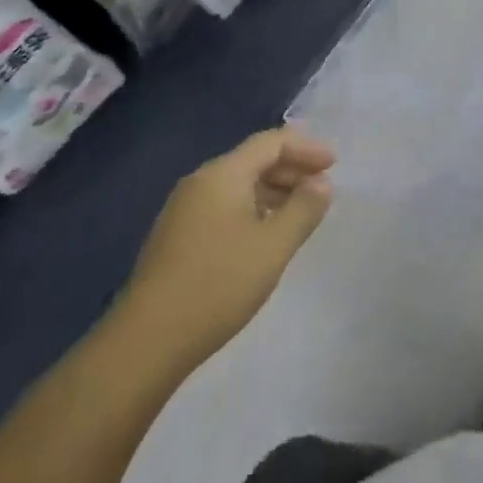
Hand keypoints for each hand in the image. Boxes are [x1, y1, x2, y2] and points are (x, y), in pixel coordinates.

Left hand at [115, 129, 334, 371]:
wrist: (148, 339)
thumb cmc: (219, 284)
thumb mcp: (273, 246)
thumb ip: (303, 209)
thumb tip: (321, 182)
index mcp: (222, 175)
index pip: (270, 143)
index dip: (306, 148)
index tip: (334, 165)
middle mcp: (199, 183)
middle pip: (252, 160)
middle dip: (290, 168)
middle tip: (322, 188)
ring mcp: (183, 210)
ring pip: (237, 185)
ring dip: (272, 191)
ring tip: (299, 213)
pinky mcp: (176, 237)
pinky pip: (223, 206)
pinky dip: (252, 209)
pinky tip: (264, 236)